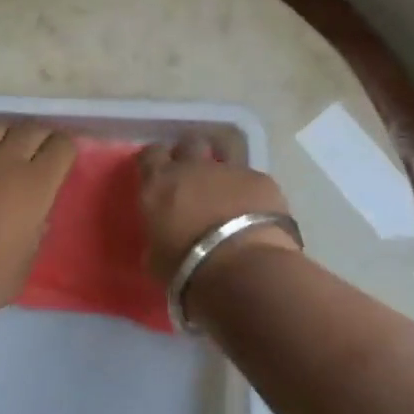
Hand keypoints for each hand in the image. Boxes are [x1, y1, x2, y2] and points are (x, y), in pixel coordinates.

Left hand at [0, 121, 76, 320]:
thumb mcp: (28, 259)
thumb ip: (36, 228)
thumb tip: (35, 214)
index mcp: (36, 183)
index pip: (62, 145)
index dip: (64, 150)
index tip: (60, 160)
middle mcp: (4, 159)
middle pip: (30, 128)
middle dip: (37, 139)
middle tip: (33, 156)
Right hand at [137, 134, 299, 287]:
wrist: (243, 270)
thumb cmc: (188, 270)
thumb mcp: (156, 259)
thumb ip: (158, 237)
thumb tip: (163, 237)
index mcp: (160, 183)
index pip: (150, 154)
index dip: (155, 161)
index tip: (158, 173)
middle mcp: (193, 167)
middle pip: (189, 144)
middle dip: (191, 155)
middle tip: (193, 177)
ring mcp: (231, 170)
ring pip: (225, 152)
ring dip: (223, 165)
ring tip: (227, 186)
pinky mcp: (262, 180)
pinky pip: (253, 178)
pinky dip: (252, 191)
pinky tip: (257, 210)